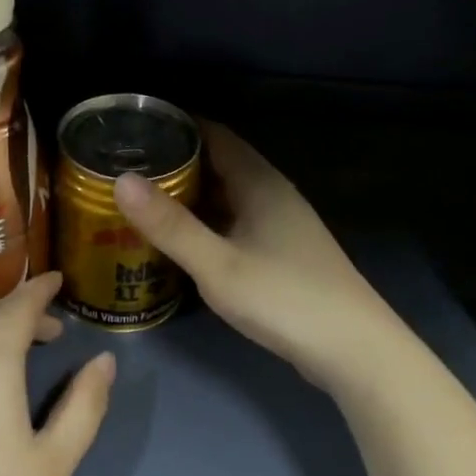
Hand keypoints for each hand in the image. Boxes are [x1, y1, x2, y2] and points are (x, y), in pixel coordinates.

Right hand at [114, 122, 391, 389]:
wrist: (353, 349)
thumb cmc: (283, 298)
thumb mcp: (217, 264)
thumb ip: (170, 224)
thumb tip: (122, 180)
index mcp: (259, 183)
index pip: (214, 135)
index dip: (176, 126)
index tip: (133, 129)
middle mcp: (272, 194)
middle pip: (219, 164)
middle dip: (175, 162)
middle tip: (125, 168)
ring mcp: (280, 225)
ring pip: (226, 196)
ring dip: (189, 195)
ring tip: (141, 200)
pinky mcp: (282, 253)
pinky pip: (234, 222)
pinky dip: (205, 222)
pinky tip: (180, 239)